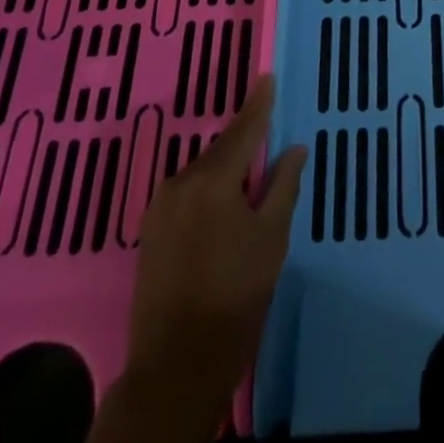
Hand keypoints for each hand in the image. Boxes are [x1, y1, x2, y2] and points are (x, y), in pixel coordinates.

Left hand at [94, 76, 304, 442]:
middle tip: (267, 129)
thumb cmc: (235, 298)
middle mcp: (182, 183)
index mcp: (214, 180)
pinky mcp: (150, 230)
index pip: (244, 130)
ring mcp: (160, 207)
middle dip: (244, 140)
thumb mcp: (271, 239)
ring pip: (202, 172)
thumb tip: (294, 148)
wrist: (174, 367)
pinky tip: (222, 202)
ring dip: (226, 168)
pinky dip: (208, 188)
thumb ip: (283, 185)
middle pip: (221, 149)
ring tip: (249, 173)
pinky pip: (187, 192)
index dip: (259, 104)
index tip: (267, 77)